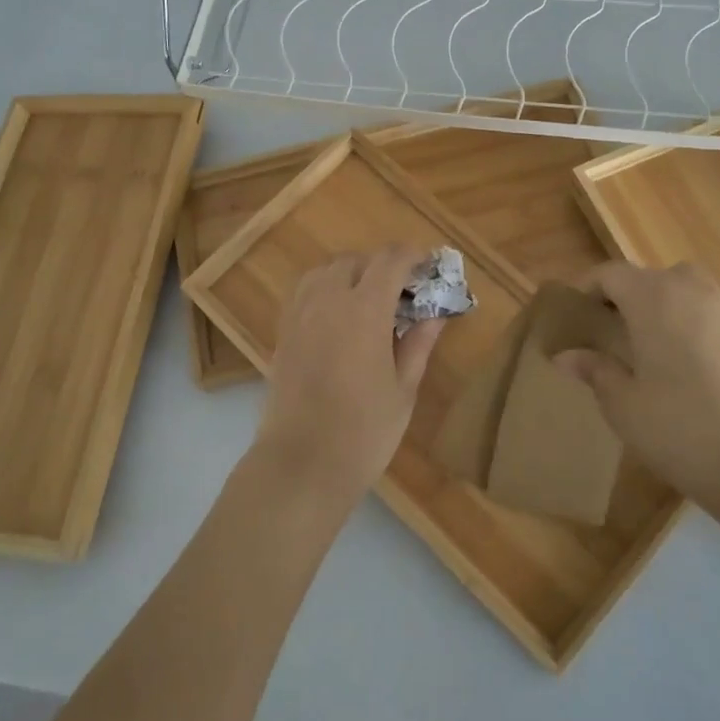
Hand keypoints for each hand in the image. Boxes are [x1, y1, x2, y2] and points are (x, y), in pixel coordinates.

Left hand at [254, 248, 445, 498]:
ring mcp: (300, 314)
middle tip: (403, 289)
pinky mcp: (283, 332)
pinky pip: (305, 290)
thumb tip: (436, 314)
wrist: (301, 464)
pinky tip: (338, 314)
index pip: (390, 261)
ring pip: (326, 270)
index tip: (428, 265)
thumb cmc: (364, 431)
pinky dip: (325, 287)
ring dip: (351, 272)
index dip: (412, 256)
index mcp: (364, 309)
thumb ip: (418, 343)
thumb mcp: (403, 389)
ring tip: (370, 297)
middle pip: (356, 260)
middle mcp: (328, 300)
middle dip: (383, 265)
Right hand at [555, 261, 719, 506]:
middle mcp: (690, 290)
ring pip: (684, 288)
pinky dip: (694, 320)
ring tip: (647, 340)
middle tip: (606, 331)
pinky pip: (711, 311)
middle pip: (649, 277)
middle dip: (624, 296)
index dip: (587, 288)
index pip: (610, 274)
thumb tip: (565, 356)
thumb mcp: (622, 403)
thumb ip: (594, 370)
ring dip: (662, 303)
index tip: (571, 314)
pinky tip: (687, 354)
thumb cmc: (677, 426)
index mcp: (652, 296)